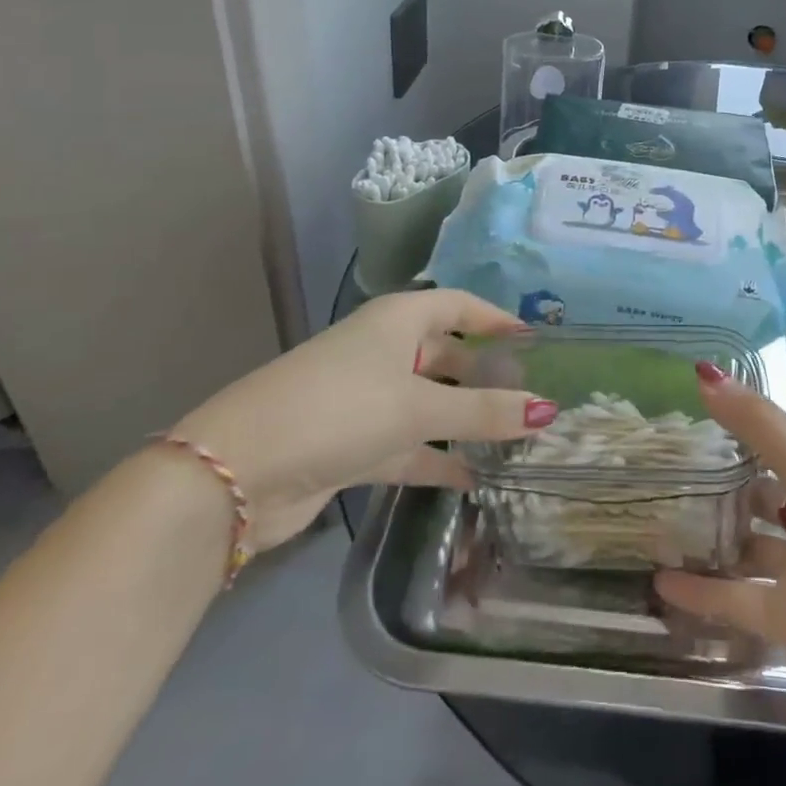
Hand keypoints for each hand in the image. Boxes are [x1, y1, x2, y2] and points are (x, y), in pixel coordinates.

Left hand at [171, 290, 553, 551]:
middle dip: (486, 375)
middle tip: (532, 396)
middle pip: (447, 355)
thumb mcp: (418, 406)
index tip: (535, 340)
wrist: (236, 473)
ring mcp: (366, 398)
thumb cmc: (340, 409)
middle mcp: (384, 351)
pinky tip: (474, 479)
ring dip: (466, 420)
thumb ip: (485, 411)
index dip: (497, 319)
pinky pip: (409, 444)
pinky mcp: (353, 443)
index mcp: (398, 320)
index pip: (460, 305)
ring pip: (430, 403)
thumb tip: (549, 409)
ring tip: (515, 438)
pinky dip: (438, 458)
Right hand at [656, 366, 785, 740]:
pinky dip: (703, 594)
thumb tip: (703, 370)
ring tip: (654, 524)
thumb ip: (757, 423)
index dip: (732, 426)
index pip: (770, 440)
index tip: (682, 413)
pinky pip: (737, 599)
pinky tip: (659, 585)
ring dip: (709, 538)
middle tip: (661, 471)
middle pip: (759, 493)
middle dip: (719, 484)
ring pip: (747, 546)